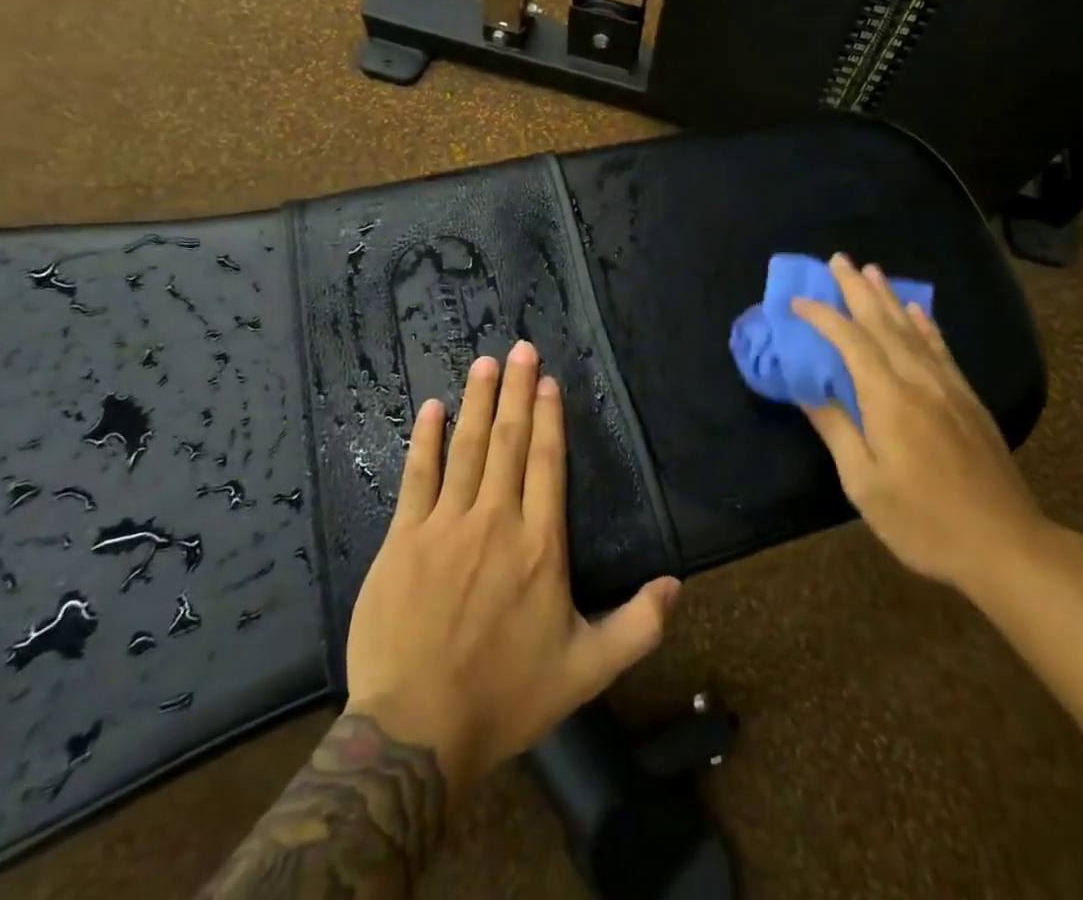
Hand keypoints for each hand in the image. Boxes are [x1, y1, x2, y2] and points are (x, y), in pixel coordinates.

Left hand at [342, 340, 681, 793]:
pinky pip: (416, 476)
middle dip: (516, 391)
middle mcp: (496, 521)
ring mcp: (445, 526)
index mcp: (540, 546)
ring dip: (477, 401)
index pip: (548, 464)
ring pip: (466, 448)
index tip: (549, 381)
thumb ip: (638, 626)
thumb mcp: (586, 670)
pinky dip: (425, 439)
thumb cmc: (505, 697)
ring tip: (485, 362)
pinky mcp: (403, 539)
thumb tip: (679, 584)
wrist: (415, 733)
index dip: (550, 418)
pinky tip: (431, 408)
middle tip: (520, 348)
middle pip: (509, 442)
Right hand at [792, 253, 1052, 599]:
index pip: (850, 341)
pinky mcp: (968, 400)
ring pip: (912, 328)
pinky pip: (941, 348)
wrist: (1006, 545)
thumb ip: (836, 429)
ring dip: (888, 297)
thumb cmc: (924, 521)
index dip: (823, 316)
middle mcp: (918, 380)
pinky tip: (916, 310)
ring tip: (870, 270)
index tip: (797, 301)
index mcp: (888, 398)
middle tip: (837, 259)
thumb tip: (806, 389)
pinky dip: (925, 323)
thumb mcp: (864, 484)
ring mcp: (948, 387)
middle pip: (883, 322)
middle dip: (856, 289)